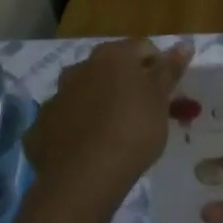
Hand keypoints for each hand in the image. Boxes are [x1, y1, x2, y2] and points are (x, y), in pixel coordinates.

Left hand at [25, 38, 192, 201]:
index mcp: (112, 56)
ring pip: (83, 93)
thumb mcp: (160, 100)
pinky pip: (64, 121)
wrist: (85, 178)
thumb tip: (183, 44)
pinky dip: (76, 128)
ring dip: (98, 103)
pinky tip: (88, 149)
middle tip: (142, 110)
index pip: (142, 48)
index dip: (158, 66)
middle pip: (109, 68)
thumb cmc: (133, 131)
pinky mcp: (39, 128)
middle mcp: (80, 69)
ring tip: (114, 131)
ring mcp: (56, 98)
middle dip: (125, 82)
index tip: (167, 91)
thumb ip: (169, 69)